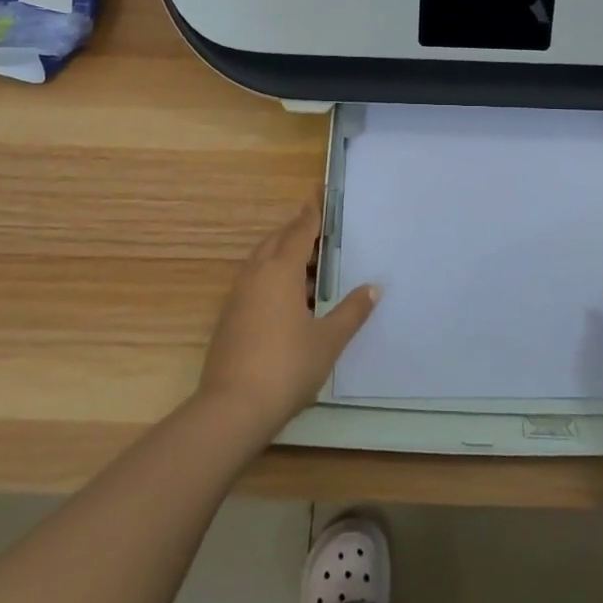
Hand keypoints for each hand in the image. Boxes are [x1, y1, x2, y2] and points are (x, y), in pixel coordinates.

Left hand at [196, 196, 378, 440]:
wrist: (231, 410)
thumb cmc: (286, 366)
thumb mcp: (328, 340)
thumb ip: (351, 311)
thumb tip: (373, 288)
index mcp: (280, 270)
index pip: (299, 230)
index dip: (312, 212)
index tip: (320, 192)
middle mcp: (255, 275)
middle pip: (277, 240)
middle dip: (298, 232)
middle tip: (322, 232)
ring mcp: (238, 296)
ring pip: (262, 261)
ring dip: (284, 255)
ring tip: (311, 267)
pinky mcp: (229, 318)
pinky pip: (254, 282)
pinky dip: (273, 277)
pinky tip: (290, 300)